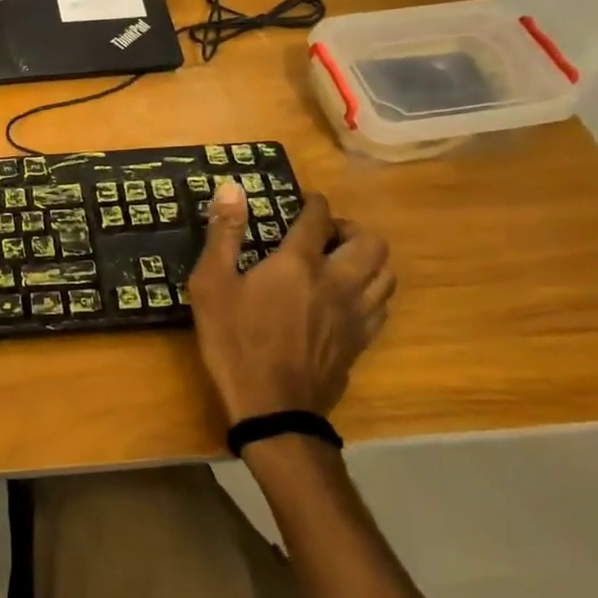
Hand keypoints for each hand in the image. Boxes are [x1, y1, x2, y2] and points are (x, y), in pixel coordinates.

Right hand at [187, 182, 394, 423]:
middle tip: (326, 234)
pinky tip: (348, 298)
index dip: (315, 203)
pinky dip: (371, 292)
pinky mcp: (361, 342)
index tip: (306, 200)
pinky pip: (383, 306)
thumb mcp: (212, 284)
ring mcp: (355, 315)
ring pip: (386, 274)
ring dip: (368, 260)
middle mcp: (338, 282)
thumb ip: (224, 234)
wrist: (272, 408)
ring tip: (342, 263)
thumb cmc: (235, 341)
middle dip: (351, 229)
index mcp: (299, 263)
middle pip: (370, 243)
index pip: (319, 218)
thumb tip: (232, 188)